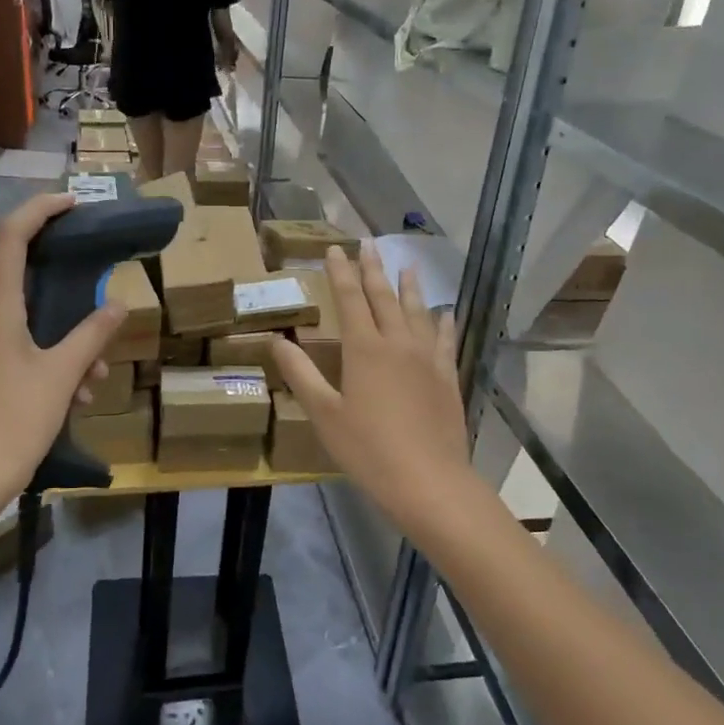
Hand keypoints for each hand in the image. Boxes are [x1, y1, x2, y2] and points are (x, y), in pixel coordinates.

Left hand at [0, 194, 124, 504]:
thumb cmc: (15, 422)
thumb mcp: (62, 376)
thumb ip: (91, 336)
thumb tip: (117, 304)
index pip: (11, 237)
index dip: (40, 210)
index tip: (74, 203)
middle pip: (26, 282)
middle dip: (71, 296)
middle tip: (103, 309)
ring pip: (29, 323)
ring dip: (66, 343)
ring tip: (94, 382)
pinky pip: (20, 348)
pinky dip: (50, 360)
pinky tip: (74, 396)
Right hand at [271, 246, 472, 531]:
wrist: (428, 480)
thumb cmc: (367, 449)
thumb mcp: (324, 414)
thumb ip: (300, 374)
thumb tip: (276, 341)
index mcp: (364, 349)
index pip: (349, 299)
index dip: (341, 272)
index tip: (335, 248)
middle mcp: (397, 343)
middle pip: (384, 297)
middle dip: (373, 269)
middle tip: (369, 244)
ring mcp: (427, 359)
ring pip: (417, 312)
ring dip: (410, 287)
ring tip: (408, 265)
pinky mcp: (447, 377)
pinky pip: (445, 340)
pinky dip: (442, 322)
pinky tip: (443, 313)